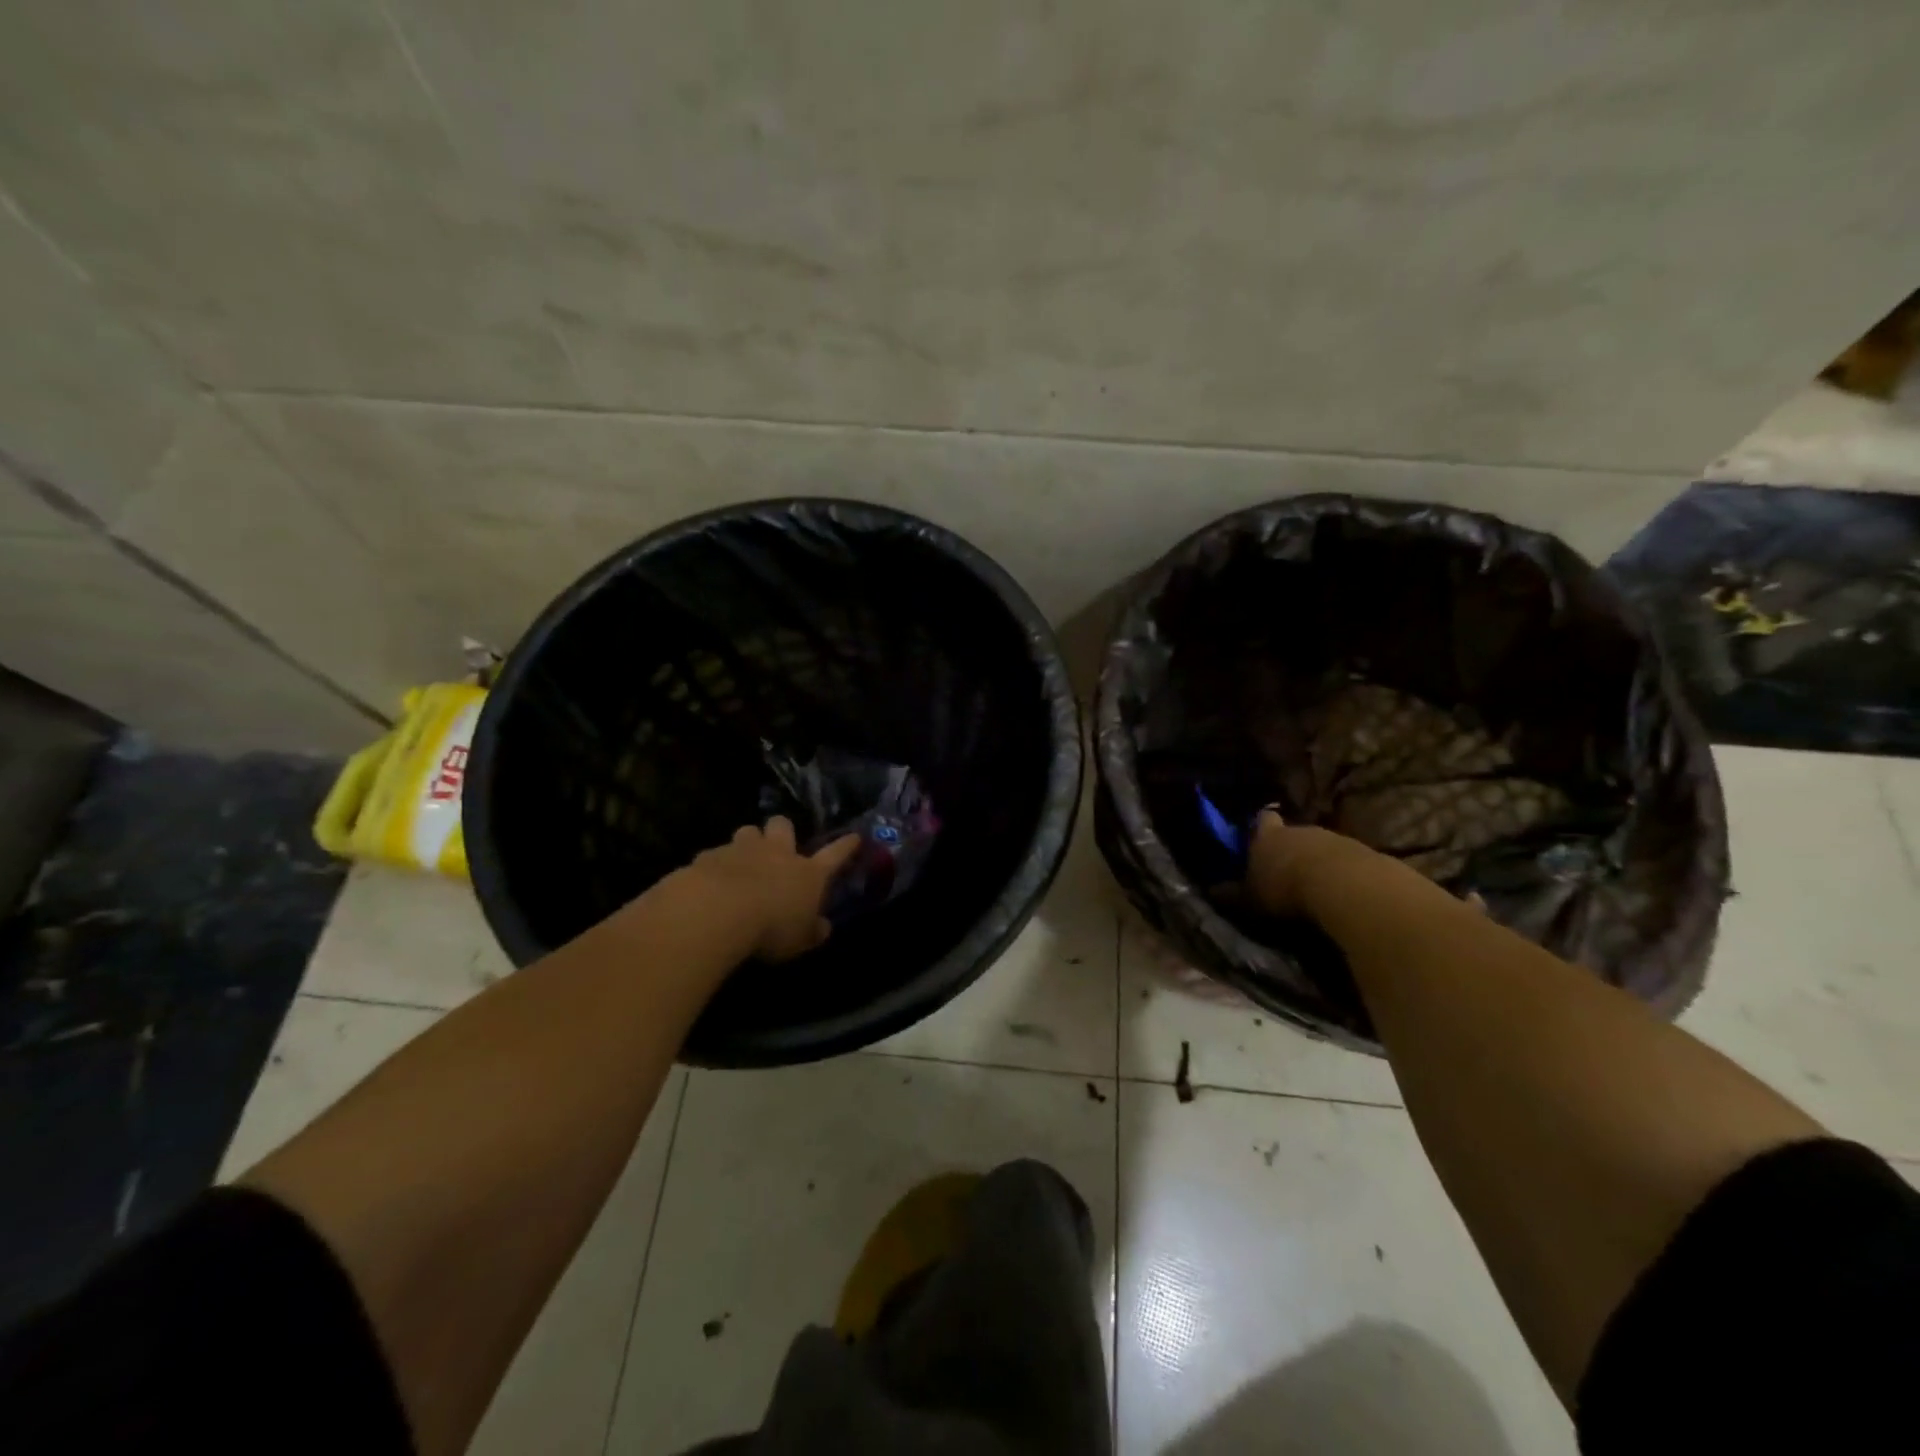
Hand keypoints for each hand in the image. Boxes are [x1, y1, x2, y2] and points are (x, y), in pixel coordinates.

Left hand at [686, 817, 861, 961]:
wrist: (717, 911)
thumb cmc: (770, 928)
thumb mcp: (799, 940)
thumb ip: (812, 931)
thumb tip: (823, 927)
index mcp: (807, 873)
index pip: (834, 855)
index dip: (845, 846)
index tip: (854, 837)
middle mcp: (777, 853)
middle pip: (783, 825)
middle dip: (781, 831)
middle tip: (776, 846)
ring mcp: (742, 850)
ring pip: (748, 831)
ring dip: (748, 843)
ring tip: (742, 860)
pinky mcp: (710, 856)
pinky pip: (715, 854)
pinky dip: (715, 865)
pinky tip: (708, 880)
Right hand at [1243, 808, 1381, 917]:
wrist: (1345, 886)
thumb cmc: (1285, 888)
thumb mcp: (1250, 898)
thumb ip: (1232, 894)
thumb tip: (1211, 890)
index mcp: (1268, 836)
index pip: (1262, 820)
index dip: (1260, 827)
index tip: (1258, 836)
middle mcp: (1300, 830)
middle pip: (1294, 833)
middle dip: (1291, 848)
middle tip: (1286, 869)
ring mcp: (1334, 839)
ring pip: (1322, 846)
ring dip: (1318, 861)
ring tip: (1315, 885)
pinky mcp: (1364, 854)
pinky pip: (1347, 861)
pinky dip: (1342, 873)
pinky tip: (1340, 892)